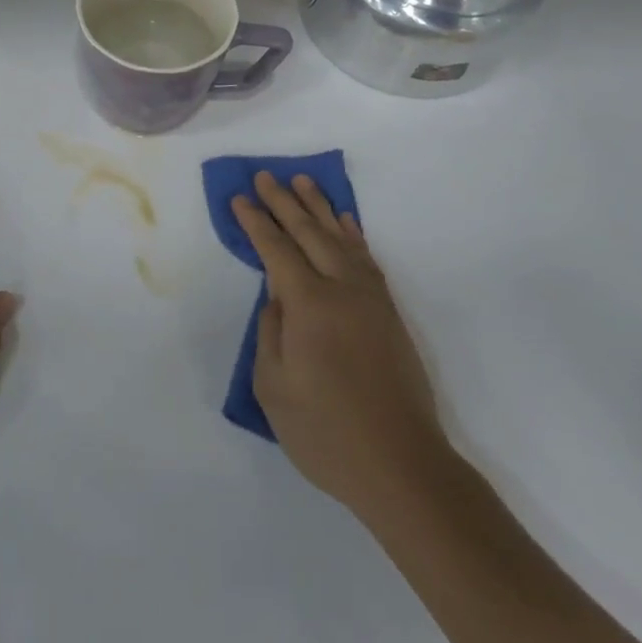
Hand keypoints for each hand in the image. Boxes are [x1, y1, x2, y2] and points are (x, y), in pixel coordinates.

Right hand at [233, 172, 449, 525]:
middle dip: (284, 202)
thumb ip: (270, 331)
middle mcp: (343, 290)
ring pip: (341, 238)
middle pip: (309, 233)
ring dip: (319, 208)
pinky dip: (353, 234)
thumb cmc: (326, 433)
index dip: (256, 222)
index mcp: (310, 305)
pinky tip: (345, 222)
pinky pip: (367, 258)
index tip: (240, 198)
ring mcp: (371, 299)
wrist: (402, 466)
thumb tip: (276, 297)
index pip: (277, 250)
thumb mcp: (274, 387)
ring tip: (302, 182)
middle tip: (265, 176)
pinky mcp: (389, 313)